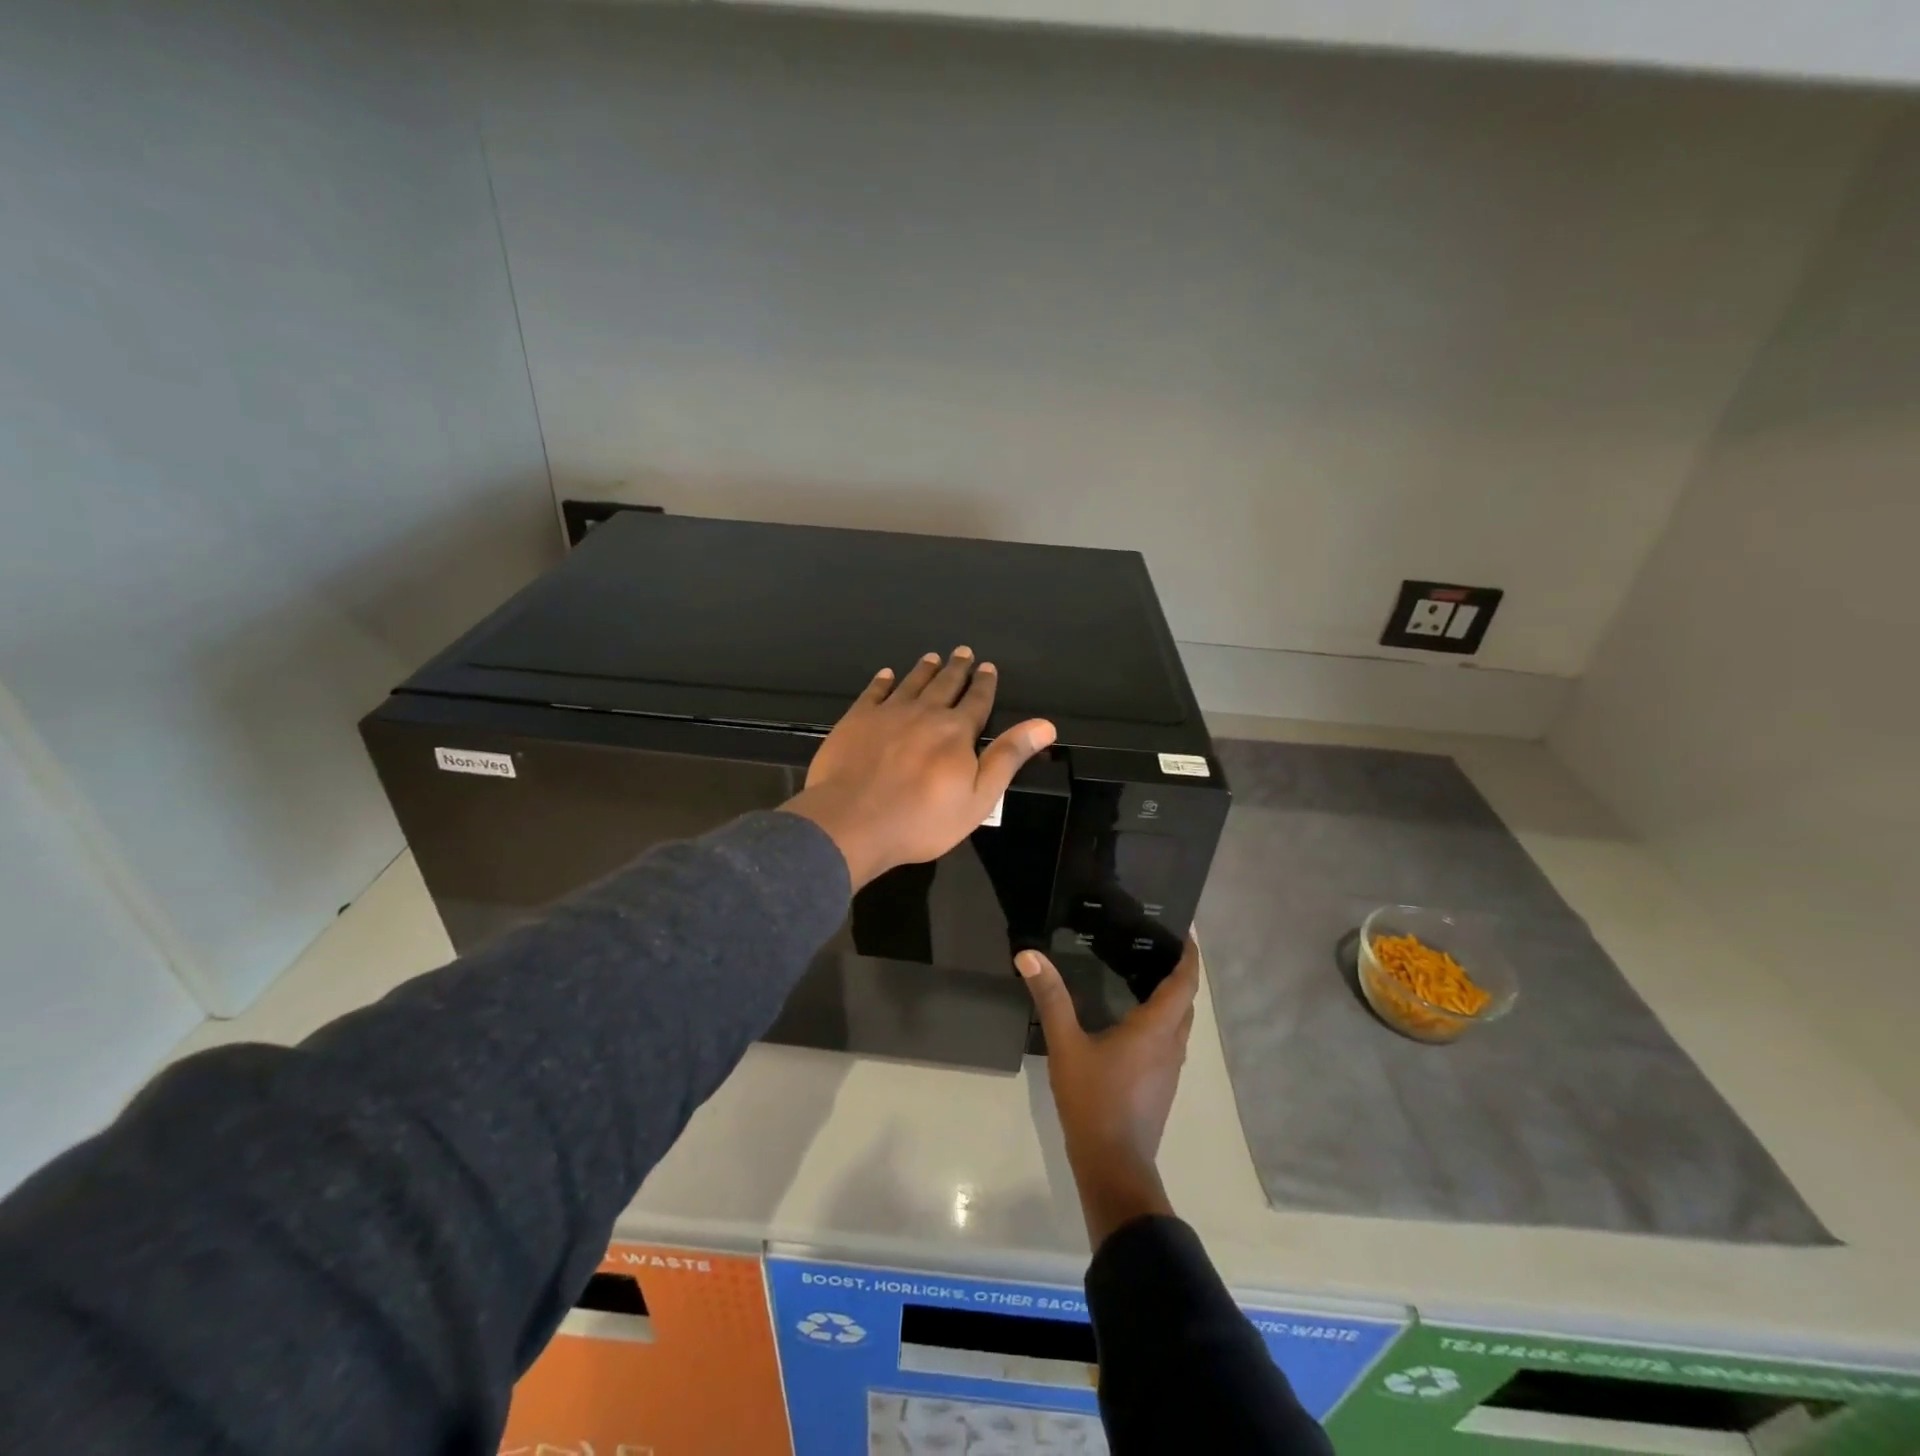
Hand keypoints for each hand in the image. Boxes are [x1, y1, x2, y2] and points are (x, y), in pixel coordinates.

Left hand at [784, 647, 1055, 888]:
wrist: (852, 822)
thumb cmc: (922, 819)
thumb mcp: (979, 797)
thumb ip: (1009, 757)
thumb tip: (1045, 725)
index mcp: (956, 731)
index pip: (977, 701)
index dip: (984, 684)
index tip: (987, 667)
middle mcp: (924, 712)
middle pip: (945, 684)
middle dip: (956, 668)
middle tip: (962, 652)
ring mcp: (887, 713)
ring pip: (911, 683)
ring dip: (924, 670)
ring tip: (932, 658)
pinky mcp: (856, 720)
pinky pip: (873, 692)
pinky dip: (882, 682)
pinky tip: (886, 675)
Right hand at [1017, 939, 1200, 1246]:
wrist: (1114, 1166)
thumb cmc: (1094, 1101)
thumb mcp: (1066, 1046)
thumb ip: (1050, 998)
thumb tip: (1029, 955)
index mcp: (1156, 1029)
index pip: (1184, 983)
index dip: (1189, 956)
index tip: (1185, 932)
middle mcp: (1172, 1045)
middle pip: (1186, 1002)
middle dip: (1180, 973)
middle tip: (1156, 947)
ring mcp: (1170, 1070)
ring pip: (1180, 1024)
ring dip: (1172, 999)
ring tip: (1144, 976)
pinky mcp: (1161, 1086)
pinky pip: (1170, 1041)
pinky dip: (1162, 1021)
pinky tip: (1134, 1021)